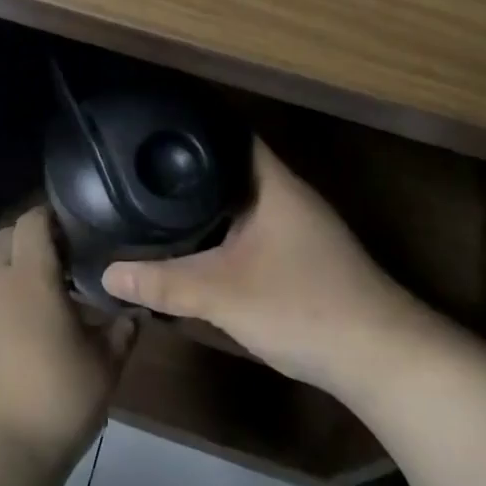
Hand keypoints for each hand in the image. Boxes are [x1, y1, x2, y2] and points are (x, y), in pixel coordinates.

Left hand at [0, 207, 136, 476]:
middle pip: (6, 241)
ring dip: (17, 283)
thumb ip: (121, 333)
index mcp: (30, 280)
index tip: (74, 227)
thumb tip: (133, 314)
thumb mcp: (104, 368)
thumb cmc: (56, 401)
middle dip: (30, 241)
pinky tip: (20, 352)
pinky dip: (1, 317)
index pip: (31, 222)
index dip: (50, 216)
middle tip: (63, 265)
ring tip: (46, 315)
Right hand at [103, 140, 423, 394]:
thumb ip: (163, 282)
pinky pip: (254, 229)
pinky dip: (225, 231)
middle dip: (191, 168)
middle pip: (233, 168)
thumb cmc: (302, 305)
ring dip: (209, 203)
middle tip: (142, 168)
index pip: (231, 134)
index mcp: (274, 184)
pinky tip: (199, 245)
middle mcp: (289, 196)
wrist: (380, 359)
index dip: (194, 126)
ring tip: (158, 200)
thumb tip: (105, 274)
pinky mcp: (304, 258)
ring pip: (245, 202)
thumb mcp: (222, 294)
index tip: (153, 128)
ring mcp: (300, 228)